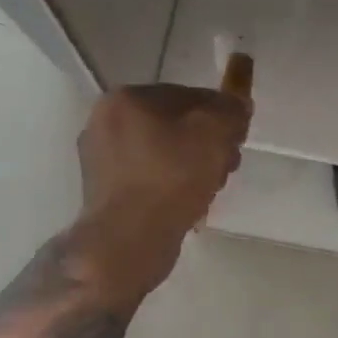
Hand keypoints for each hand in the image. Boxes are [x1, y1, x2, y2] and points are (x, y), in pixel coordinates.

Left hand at [72, 84, 250, 299]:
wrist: (128, 241)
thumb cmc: (171, 178)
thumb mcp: (214, 133)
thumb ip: (231, 110)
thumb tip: (237, 104)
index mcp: (125, 98)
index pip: (188, 95)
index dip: (220, 116)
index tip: (237, 141)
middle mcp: (104, 122)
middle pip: (174, 125)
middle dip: (206, 144)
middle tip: (226, 168)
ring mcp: (99, 159)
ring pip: (162, 152)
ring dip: (191, 166)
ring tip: (210, 190)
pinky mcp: (103, 191)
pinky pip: (148, 177)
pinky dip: (170, 185)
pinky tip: (187, 204)